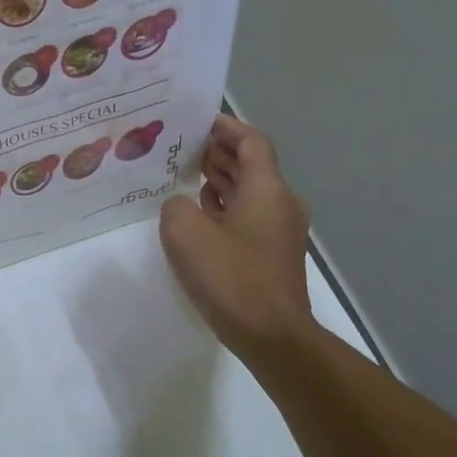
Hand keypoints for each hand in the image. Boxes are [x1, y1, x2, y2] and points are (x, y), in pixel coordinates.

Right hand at [160, 115, 315, 357]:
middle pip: (251, 164)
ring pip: (249, 190)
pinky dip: (225, 205)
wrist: (271, 335)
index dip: (225, 127)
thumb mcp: (185, 232)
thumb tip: (183, 205)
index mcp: (267, 189)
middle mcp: (280, 202)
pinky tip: (199, 213)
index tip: (196, 121)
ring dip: (220, 179)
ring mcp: (280, 230)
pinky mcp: (273, 253)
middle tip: (180, 145)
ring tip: (183, 173)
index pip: (251, 141)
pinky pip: (248, 215)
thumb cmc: (230, 276)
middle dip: (218, 151)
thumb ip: (176, 205)